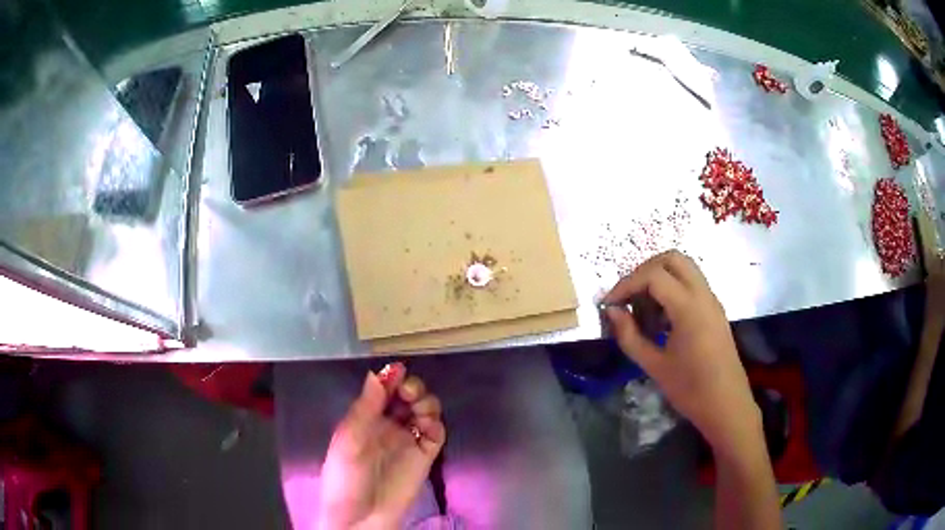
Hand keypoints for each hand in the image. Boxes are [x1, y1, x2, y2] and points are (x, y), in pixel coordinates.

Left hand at [319, 363, 445, 529]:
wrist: (361, 517)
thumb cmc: (345, 477)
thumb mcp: (349, 439)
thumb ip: (365, 407)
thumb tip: (377, 372)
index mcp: (365, 419)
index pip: (382, 390)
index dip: (391, 377)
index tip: (399, 369)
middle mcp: (388, 426)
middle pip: (407, 396)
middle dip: (411, 386)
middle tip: (408, 391)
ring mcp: (407, 440)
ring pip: (424, 410)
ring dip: (425, 402)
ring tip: (417, 407)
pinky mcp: (424, 456)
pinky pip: (436, 432)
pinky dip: (435, 423)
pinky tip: (426, 425)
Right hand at [604, 250, 758, 454]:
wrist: (727, 406)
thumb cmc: (691, 390)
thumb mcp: (655, 366)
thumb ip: (630, 336)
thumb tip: (612, 311)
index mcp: (689, 307)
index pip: (653, 276)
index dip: (626, 284)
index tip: (610, 304)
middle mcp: (703, 295)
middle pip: (672, 259)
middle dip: (644, 271)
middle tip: (627, 296)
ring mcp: (712, 300)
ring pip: (684, 268)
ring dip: (659, 278)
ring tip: (643, 309)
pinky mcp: (715, 310)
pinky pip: (692, 284)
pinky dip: (672, 288)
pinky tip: (661, 319)